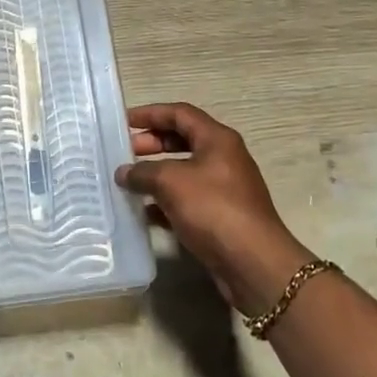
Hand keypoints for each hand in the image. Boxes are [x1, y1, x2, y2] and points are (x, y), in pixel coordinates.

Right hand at [116, 103, 317, 316]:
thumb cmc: (213, 209)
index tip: (123, 121)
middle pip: (182, 140)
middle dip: (152, 143)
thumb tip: (123, 172)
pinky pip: (187, 200)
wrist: (253, 263)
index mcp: (217, 139)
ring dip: (156, 174)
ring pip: (183, 172)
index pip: (180, 114)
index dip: (150, 113)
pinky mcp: (220, 217)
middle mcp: (223, 159)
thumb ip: (142, 172)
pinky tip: (144, 212)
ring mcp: (224, 189)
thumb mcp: (171, 182)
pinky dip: (165, 202)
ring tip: (129, 181)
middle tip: (125, 152)